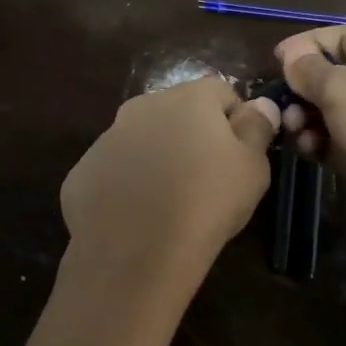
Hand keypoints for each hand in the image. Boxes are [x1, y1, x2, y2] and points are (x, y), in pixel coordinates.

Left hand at [60, 76, 279, 310]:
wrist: (135, 253)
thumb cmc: (207, 203)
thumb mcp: (252, 168)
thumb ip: (257, 129)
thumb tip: (261, 105)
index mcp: (189, 97)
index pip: (222, 92)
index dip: (236, 121)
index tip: (240, 156)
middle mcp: (144, 105)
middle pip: (179, 111)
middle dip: (193, 135)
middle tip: (207, 179)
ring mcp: (108, 136)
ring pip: (144, 138)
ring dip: (159, 157)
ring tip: (170, 201)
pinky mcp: (84, 170)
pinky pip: (116, 168)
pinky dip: (128, 183)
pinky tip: (138, 215)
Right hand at [276, 27, 345, 276]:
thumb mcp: (342, 88)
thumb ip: (309, 70)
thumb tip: (290, 55)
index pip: (338, 36)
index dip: (306, 44)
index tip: (276, 60)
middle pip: (328, 73)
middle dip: (301, 85)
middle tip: (282, 102)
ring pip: (325, 109)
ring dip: (304, 116)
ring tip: (295, 129)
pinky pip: (331, 140)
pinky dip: (316, 142)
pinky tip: (310, 151)